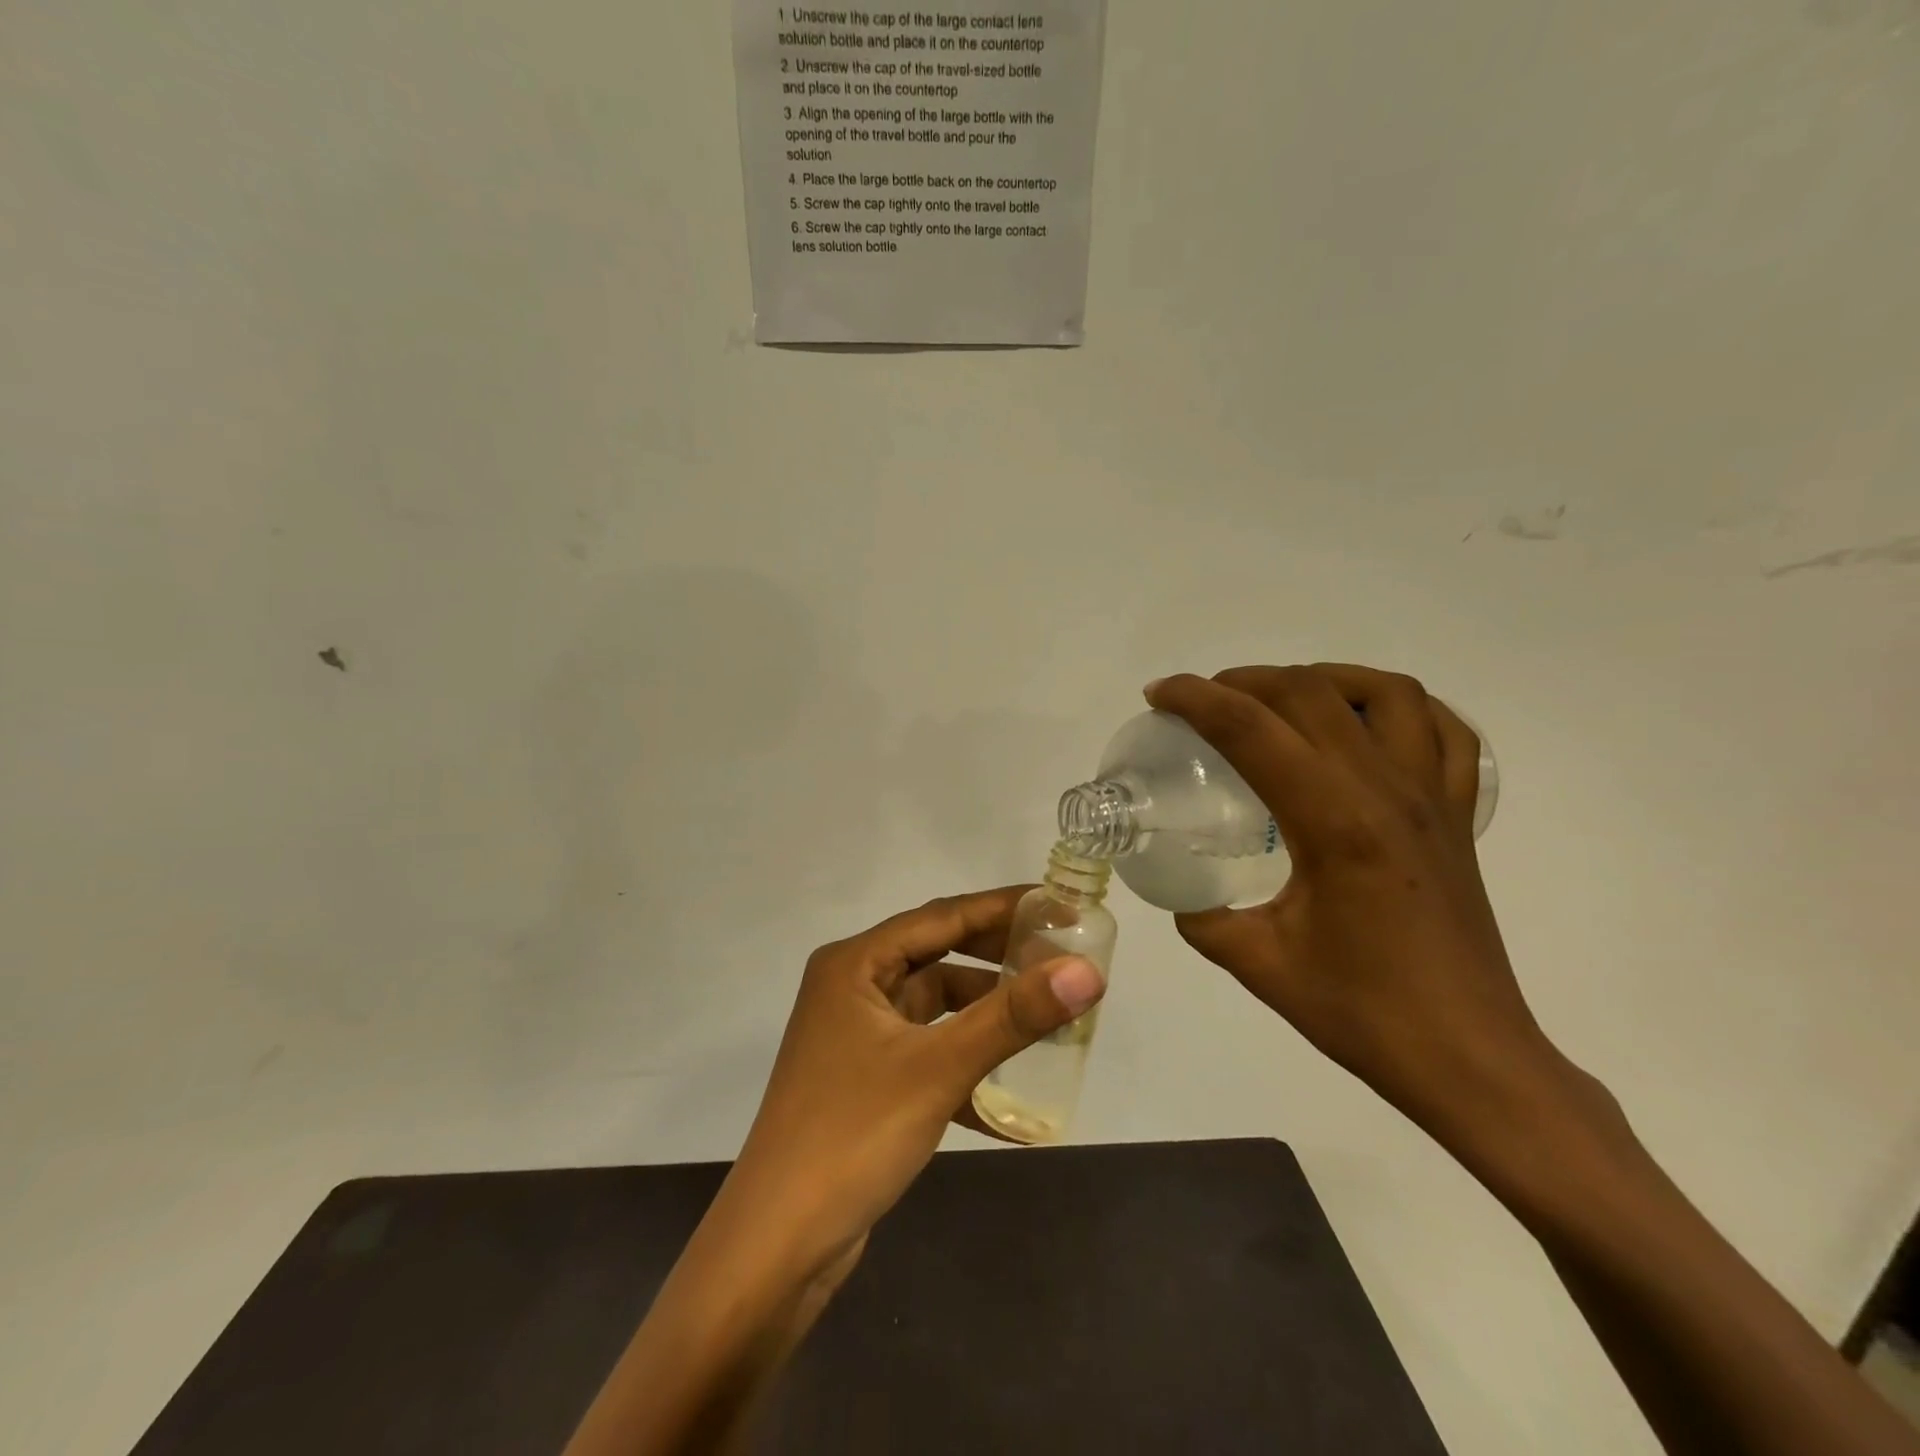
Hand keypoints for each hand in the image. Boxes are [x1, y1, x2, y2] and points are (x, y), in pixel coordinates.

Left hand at [724, 887, 1105, 1278]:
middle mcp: (851, 987)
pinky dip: (964, 1064)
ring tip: (1044, 1016)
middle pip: (937, 954)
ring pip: (933, 1005)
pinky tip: (1010, 1102)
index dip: (1001, 907)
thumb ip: (1014, 1016)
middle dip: (996, 957)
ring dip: (983, 1012)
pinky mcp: (865, 1079)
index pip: (940, 916)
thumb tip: (1087, 971)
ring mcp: (856, 1035)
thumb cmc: (853, 1135)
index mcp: (854, 963)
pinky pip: (926, 1051)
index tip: (1057, 904)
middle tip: (1058, 955)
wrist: (777, 1248)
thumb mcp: (939, 1068)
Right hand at [1147, 664, 1568, 1146]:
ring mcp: (1432, 797)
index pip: (1252, 730)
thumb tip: (1181, 894)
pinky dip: (1400, 708)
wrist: (1470, 1058)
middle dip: (1244, 680)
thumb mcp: (1259, 964)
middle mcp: (1387, 791)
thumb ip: (1205, 919)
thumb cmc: (1363, 1013)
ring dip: (1322, 678)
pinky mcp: (1457, 816)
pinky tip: (1364, 723)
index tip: (1158, 694)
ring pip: (1385, 694)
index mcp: (1334, 822)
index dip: (1196, 700)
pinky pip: (1444, 731)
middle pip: (1310, 694)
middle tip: (1202, 701)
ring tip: (1280, 699)